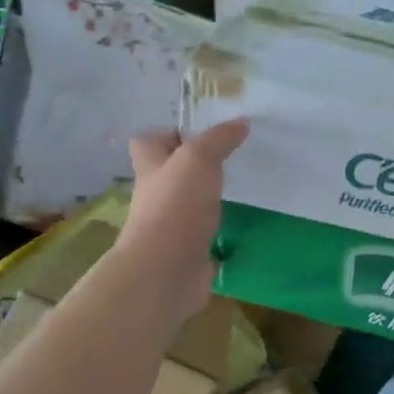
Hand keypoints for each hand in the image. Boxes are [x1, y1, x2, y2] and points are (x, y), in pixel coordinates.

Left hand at [116, 120, 248, 325]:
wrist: (165, 271)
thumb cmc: (176, 206)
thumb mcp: (198, 159)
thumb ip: (219, 139)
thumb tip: (241, 122)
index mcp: (152, 168)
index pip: (147, 142)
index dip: (168, 134)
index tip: (201, 133)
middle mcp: (156, 196)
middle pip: (171, 173)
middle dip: (196, 167)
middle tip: (232, 158)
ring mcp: (171, 227)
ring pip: (189, 204)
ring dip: (210, 198)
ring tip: (244, 187)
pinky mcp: (188, 252)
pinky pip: (205, 235)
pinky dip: (221, 231)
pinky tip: (245, 224)